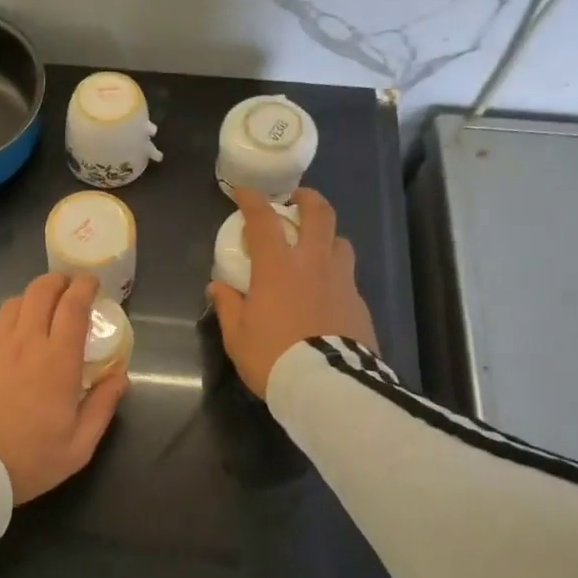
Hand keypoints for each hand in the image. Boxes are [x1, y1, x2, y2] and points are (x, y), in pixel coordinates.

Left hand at [0, 272, 130, 504]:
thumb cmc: (28, 461)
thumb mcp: (79, 446)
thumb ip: (102, 406)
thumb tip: (120, 375)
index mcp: (57, 360)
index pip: (73, 306)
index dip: (84, 287)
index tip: (92, 282)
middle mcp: (25, 342)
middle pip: (41, 291)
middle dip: (58, 281)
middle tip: (68, 287)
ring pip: (14, 302)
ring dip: (31, 298)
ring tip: (39, 309)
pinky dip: (3, 317)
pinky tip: (6, 332)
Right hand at [208, 187, 377, 397]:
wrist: (326, 386)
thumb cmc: (273, 357)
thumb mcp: (237, 335)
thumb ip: (228, 305)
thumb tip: (218, 286)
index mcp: (278, 267)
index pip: (263, 220)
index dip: (252, 200)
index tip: (244, 191)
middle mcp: (314, 263)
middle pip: (319, 214)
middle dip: (307, 199)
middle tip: (298, 198)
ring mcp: (342, 281)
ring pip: (340, 242)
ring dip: (327, 237)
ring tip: (316, 248)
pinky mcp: (360, 304)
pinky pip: (348, 278)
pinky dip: (335, 276)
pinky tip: (327, 294)